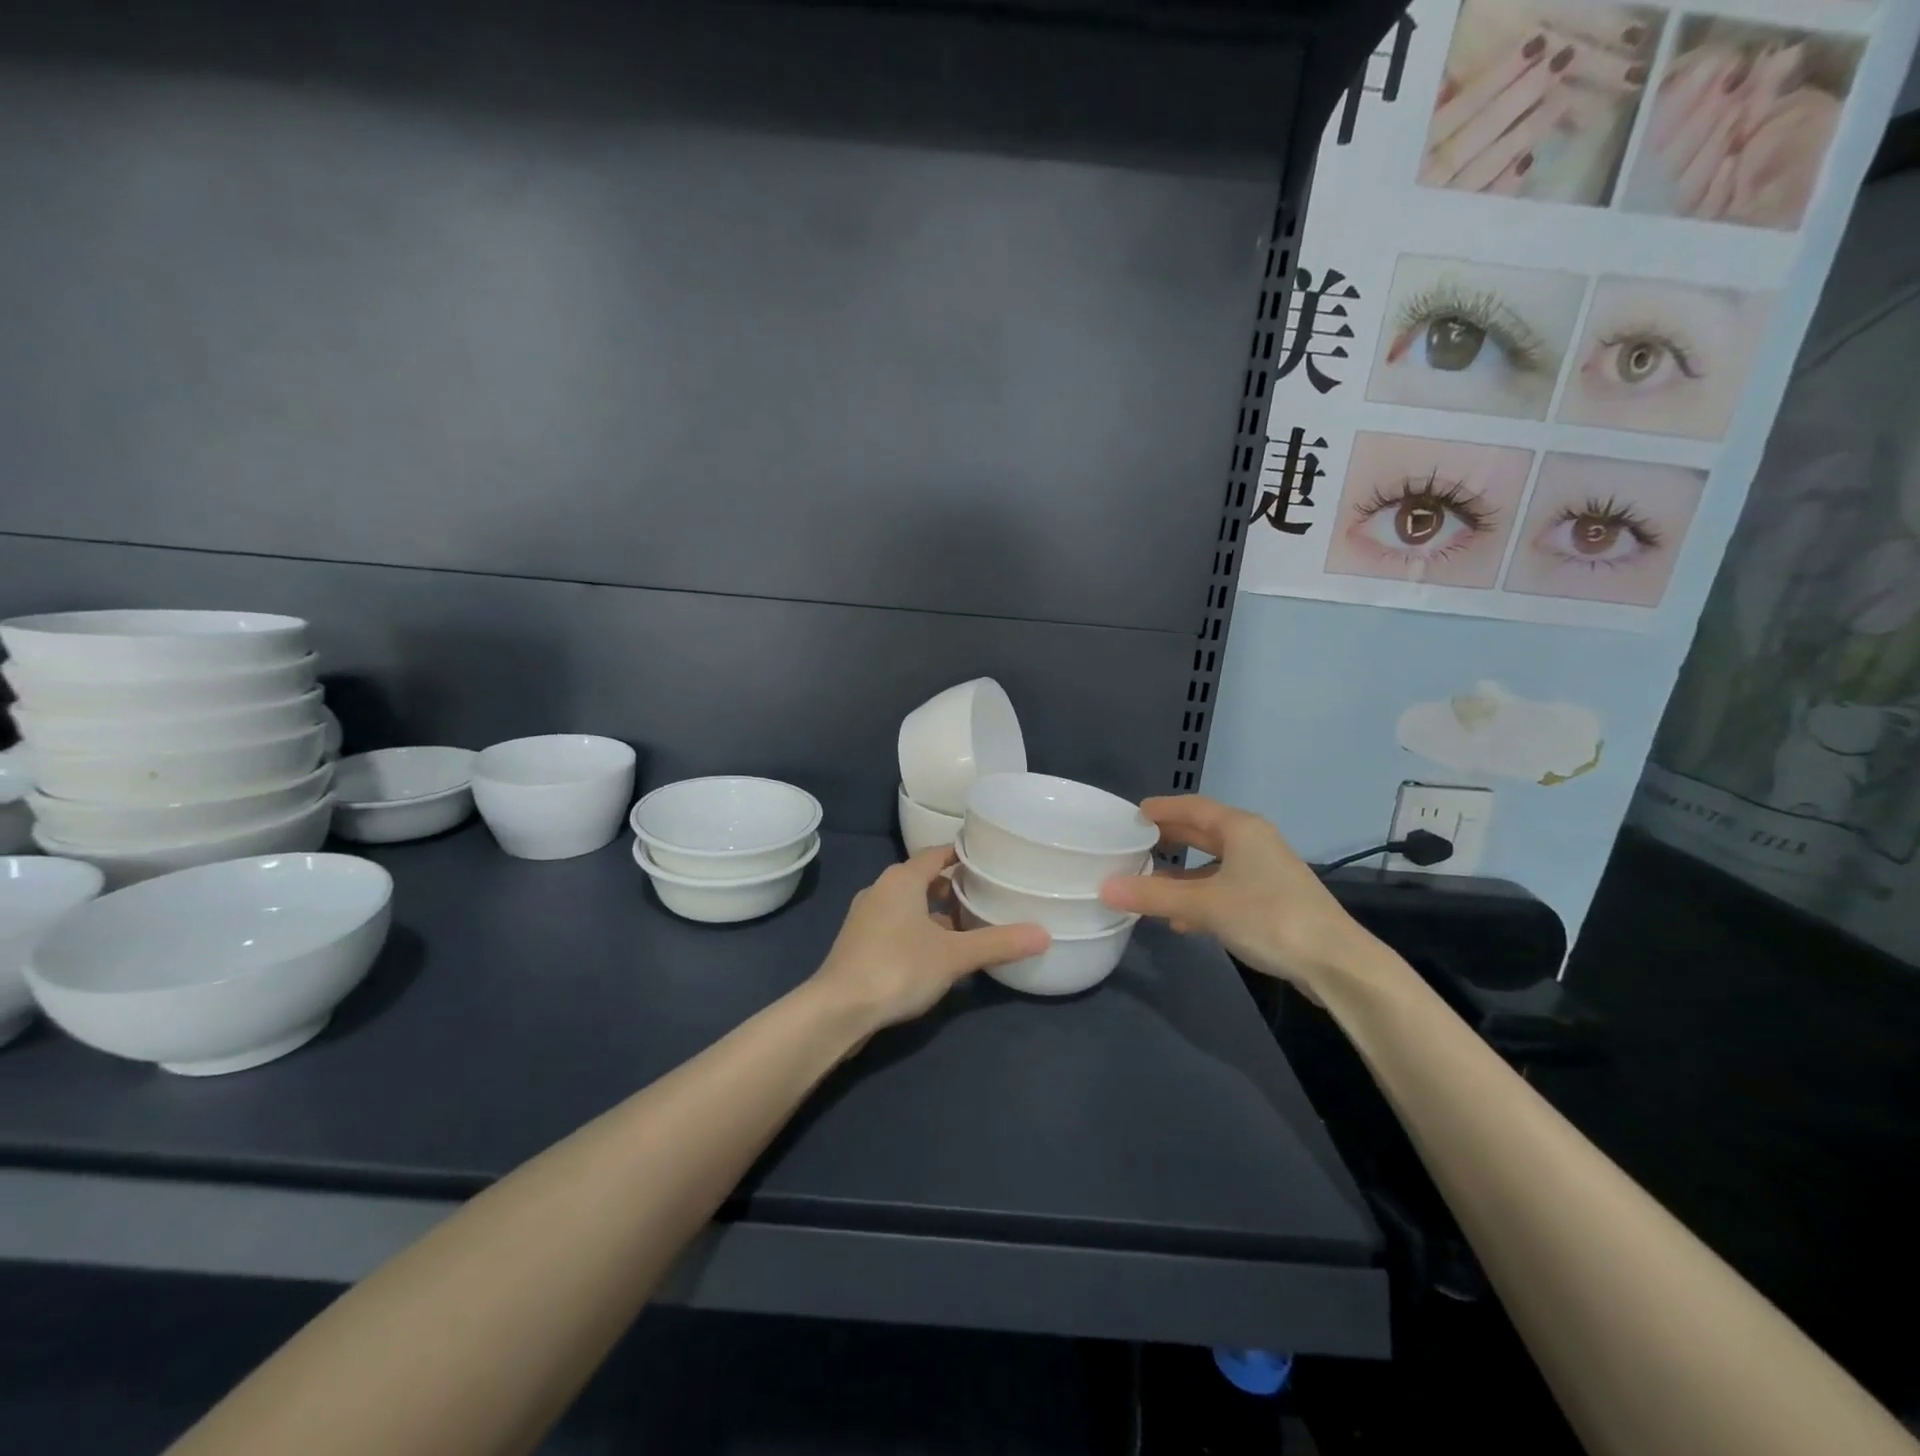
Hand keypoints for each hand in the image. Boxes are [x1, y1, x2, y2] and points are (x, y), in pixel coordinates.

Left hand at [807, 848, 1048, 1035]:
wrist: (838, 1009)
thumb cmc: (897, 968)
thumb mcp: (954, 955)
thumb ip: (998, 943)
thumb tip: (1044, 934)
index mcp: (901, 879)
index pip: (937, 854)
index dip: (963, 855)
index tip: (990, 862)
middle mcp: (881, 889)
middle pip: (923, 879)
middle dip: (953, 888)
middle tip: (986, 898)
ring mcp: (866, 917)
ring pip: (909, 905)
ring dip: (936, 913)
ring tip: (967, 929)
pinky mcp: (859, 943)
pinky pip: (897, 925)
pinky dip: (918, 931)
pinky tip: (936, 955)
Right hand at [1098, 796, 1388, 996]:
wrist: (1335, 962)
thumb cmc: (1268, 917)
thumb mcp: (1204, 904)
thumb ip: (1154, 895)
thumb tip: (1105, 887)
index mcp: (1241, 829)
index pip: (1192, 807)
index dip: (1161, 809)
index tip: (1131, 816)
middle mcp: (1253, 843)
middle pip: (1203, 833)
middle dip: (1169, 839)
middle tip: (1133, 844)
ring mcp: (1265, 873)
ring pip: (1213, 865)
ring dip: (1182, 874)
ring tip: (1148, 883)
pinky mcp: (1271, 902)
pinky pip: (1224, 889)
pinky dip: (1200, 898)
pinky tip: (1180, 920)